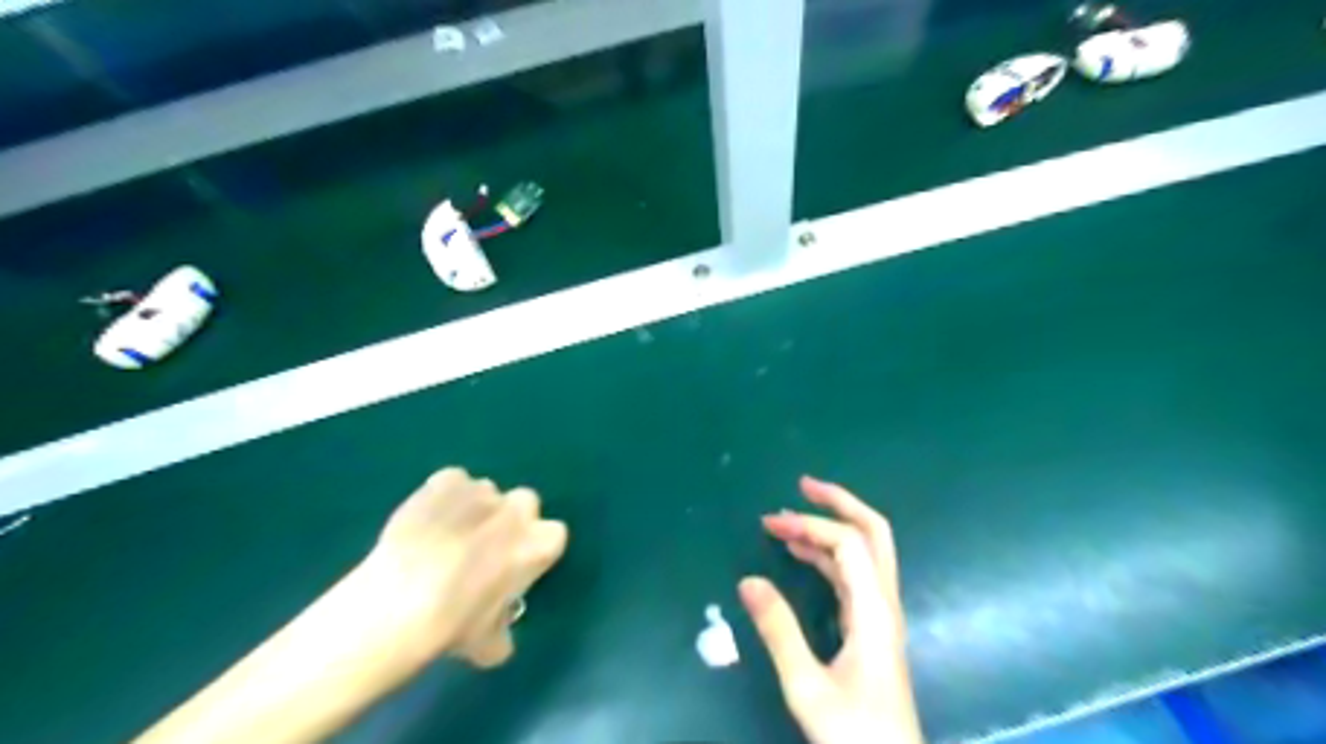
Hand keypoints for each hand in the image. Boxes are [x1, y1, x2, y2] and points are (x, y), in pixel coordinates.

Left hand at [351, 466, 563, 668]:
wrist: (397, 604)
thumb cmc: (452, 626)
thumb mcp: (489, 645)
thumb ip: (502, 631)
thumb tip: (499, 637)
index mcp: (539, 544)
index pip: (553, 535)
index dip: (533, 549)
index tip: (515, 566)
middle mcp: (517, 509)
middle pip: (525, 503)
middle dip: (510, 519)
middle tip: (484, 547)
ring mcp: (482, 491)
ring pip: (486, 493)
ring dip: (474, 508)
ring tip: (445, 535)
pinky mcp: (446, 481)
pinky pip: (452, 482)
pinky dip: (443, 496)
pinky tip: (426, 520)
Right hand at [741, 477, 925, 742]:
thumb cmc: (854, 734)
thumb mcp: (807, 686)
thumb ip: (778, 631)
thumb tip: (748, 580)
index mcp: (874, 610)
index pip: (848, 544)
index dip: (810, 525)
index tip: (770, 524)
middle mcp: (884, 602)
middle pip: (874, 532)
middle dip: (840, 502)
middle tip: (804, 484)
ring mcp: (881, 614)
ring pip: (865, 551)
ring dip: (831, 527)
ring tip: (788, 520)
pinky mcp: (873, 627)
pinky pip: (854, 574)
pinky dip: (829, 554)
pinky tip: (802, 555)